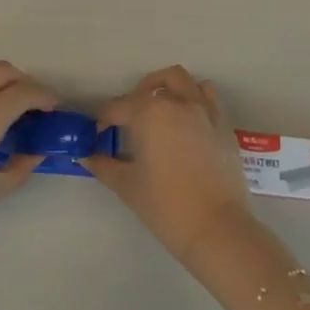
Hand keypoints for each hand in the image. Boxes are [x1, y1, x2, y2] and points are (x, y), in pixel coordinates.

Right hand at [83, 65, 255, 264]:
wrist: (216, 228)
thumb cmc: (165, 206)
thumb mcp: (127, 186)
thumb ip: (103, 166)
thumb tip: (85, 156)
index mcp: (149, 113)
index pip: (118, 107)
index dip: (104, 119)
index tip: (99, 133)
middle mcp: (177, 102)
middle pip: (154, 84)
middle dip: (138, 94)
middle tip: (130, 117)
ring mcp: (204, 110)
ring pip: (184, 81)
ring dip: (169, 88)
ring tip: (162, 109)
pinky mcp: (223, 124)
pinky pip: (208, 97)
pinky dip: (196, 99)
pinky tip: (188, 122)